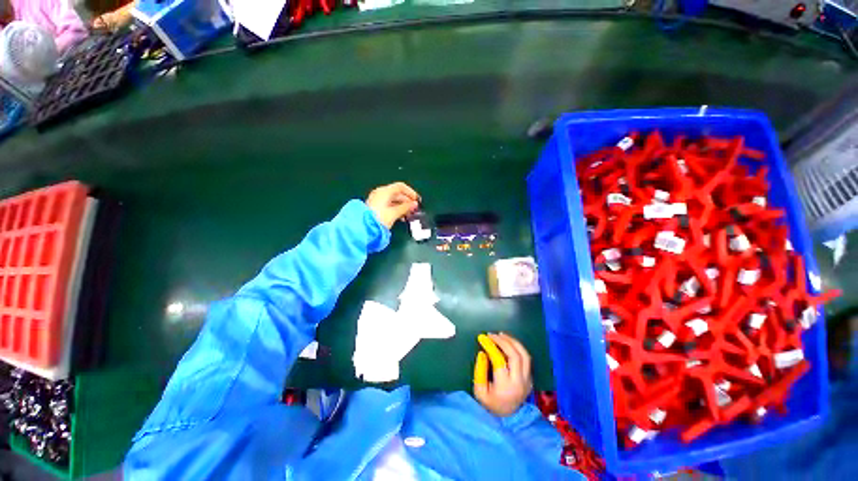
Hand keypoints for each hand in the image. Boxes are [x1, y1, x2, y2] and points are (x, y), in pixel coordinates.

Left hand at [366, 182, 419, 228]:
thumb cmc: (380, 218)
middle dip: (407, 201)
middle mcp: (381, 193)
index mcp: (385, 191)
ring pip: (394, 200)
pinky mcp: (376, 207)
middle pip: (397, 194)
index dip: (410, 192)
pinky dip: (396, 209)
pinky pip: (389, 205)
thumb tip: (415, 204)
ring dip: (403, 206)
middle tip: (414, 209)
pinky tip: (401, 217)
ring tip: (409, 215)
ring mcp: (377, 200)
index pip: (400, 187)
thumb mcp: (394, 213)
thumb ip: (406, 207)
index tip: (417, 200)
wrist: (363, 227)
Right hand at [473, 333, 532, 416]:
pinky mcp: (530, 378)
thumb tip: (483, 353)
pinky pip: (526, 359)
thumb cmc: (490, 403)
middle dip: (503, 341)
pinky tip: (509, 342)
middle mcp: (519, 382)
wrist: (507, 418)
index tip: (482, 338)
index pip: (499, 361)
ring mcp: (527, 380)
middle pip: (515, 356)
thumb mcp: (479, 391)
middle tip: (491, 334)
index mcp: (505, 386)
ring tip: (501, 335)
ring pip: (524, 355)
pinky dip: (518, 347)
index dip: (490, 346)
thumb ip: (479, 371)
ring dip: (512, 342)